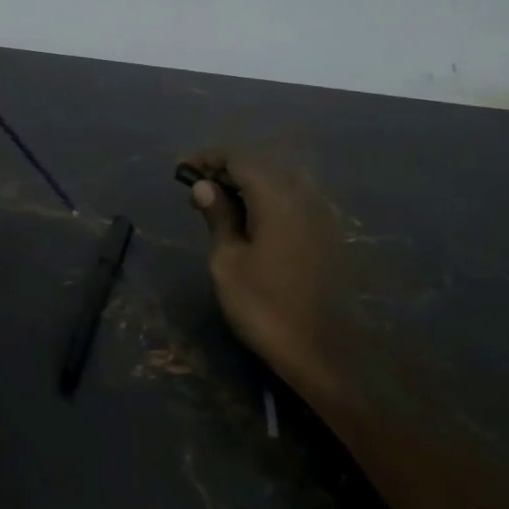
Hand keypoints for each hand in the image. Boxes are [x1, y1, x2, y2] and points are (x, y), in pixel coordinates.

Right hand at [183, 149, 341, 390]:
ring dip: (247, 182)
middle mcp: (304, 195)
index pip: (239, 158)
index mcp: (278, 197)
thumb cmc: (265, 307)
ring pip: (280, 179)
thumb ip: (218, 217)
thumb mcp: (227, 262)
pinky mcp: (327, 232)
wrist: (325, 351)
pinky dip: (266, 198)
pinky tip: (249, 218)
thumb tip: (204, 187)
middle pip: (262, 163)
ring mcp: (321, 213)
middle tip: (197, 188)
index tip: (181, 170)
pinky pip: (292, 198)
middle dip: (227, 168)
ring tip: (218, 202)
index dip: (208, 158)